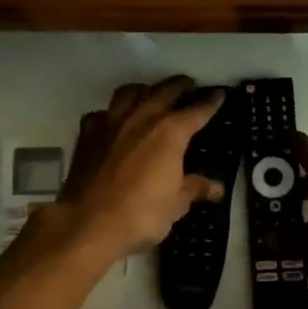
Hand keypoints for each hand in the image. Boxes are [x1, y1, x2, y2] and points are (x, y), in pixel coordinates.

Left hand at [53, 77, 225, 261]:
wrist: (88, 223)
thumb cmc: (141, 214)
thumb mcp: (176, 204)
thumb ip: (195, 189)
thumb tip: (217, 188)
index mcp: (170, 133)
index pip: (197, 111)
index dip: (211, 102)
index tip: (220, 94)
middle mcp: (142, 118)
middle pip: (164, 90)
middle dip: (179, 85)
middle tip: (188, 85)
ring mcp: (111, 123)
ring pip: (129, 92)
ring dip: (144, 89)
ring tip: (150, 93)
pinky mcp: (87, 135)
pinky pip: (101, 113)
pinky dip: (111, 113)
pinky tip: (113, 121)